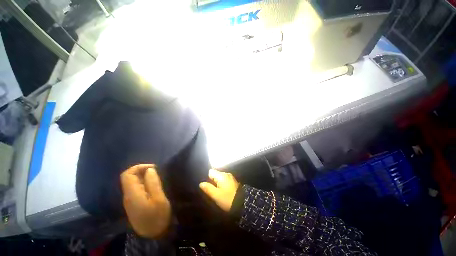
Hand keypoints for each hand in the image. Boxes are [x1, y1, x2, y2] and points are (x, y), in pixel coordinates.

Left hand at [120, 164, 170, 238]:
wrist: (153, 235)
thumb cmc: (158, 216)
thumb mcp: (159, 198)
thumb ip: (153, 183)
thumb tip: (149, 169)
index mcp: (132, 194)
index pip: (127, 174)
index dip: (139, 167)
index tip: (153, 168)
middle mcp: (128, 196)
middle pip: (129, 178)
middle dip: (142, 171)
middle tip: (157, 172)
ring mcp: (129, 201)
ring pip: (132, 183)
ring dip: (144, 177)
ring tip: (157, 178)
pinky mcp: (133, 204)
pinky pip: (136, 189)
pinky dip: (144, 183)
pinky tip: (153, 186)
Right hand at [199, 169, 239, 211]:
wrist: (242, 203)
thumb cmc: (228, 199)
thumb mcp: (216, 195)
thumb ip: (208, 188)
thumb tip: (201, 183)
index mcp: (222, 175)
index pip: (210, 172)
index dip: (206, 178)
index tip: (205, 185)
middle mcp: (226, 174)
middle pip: (215, 174)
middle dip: (211, 181)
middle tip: (209, 190)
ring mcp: (230, 177)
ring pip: (219, 178)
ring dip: (216, 183)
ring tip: (214, 191)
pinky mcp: (232, 182)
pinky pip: (224, 180)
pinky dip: (221, 184)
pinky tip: (220, 191)